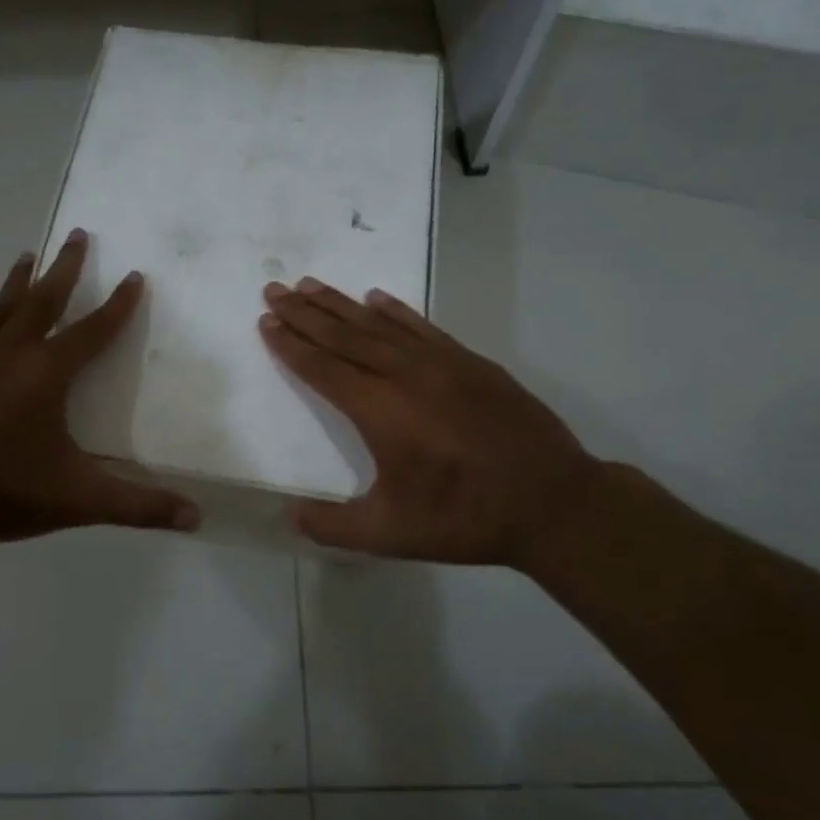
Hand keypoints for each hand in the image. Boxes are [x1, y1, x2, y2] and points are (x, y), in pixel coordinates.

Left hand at [0, 229, 199, 548]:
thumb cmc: (1, 488)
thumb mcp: (77, 499)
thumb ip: (137, 505)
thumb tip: (197, 517)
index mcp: (47, 372)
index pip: (94, 329)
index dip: (119, 304)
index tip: (135, 276)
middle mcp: (12, 351)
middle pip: (45, 297)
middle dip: (67, 266)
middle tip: (79, 233)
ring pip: (5, 305)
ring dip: (23, 278)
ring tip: (30, 254)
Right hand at [260, 278, 599, 568]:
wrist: (552, 501)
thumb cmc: (465, 517)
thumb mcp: (391, 535)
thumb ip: (335, 526)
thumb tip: (291, 516)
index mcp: (380, 411)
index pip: (323, 368)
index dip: (291, 344)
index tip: (267, 320)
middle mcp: (404, 375)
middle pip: (343, 335)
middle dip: (305, 312)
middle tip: (275, 288)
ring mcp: (440, 363)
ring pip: (379, 324)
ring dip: (340, 304)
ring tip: (311, 285)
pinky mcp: (470, 362)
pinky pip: (421, 326)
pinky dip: (395, 310)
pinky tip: (376, 298)